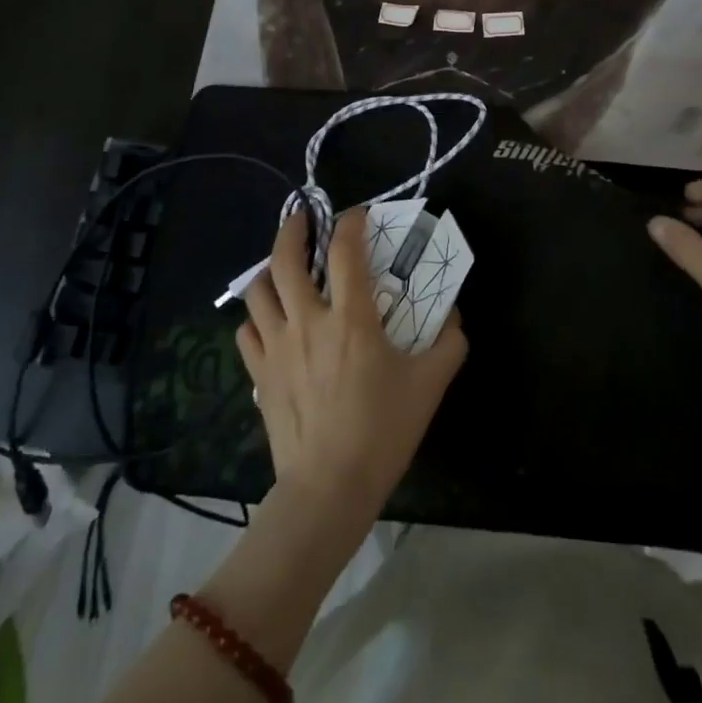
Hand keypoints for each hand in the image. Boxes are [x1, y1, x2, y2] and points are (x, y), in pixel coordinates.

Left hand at [236, 210, 467, 524]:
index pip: (346, 251)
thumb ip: (448, 342)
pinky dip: (257, 318)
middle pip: (285, 259)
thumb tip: (454, 314)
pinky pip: (248, 332)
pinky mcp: (260, 374)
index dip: (351, 223)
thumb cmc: (383, 430)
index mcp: (351, 318)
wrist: (329, 486)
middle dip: (293, 229)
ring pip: (257, 291)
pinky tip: (271, 322)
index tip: (357, 215)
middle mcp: (308, 321)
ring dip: (269, 270)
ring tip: (282, 267)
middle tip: (303, 217)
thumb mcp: (430, 384)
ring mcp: (278, 346)